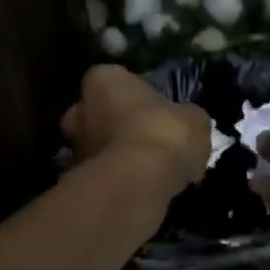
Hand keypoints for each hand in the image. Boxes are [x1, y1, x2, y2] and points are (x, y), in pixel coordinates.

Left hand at [61, 64, 210, 192]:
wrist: (137, 183)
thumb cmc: (164, 135)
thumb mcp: (194, 120)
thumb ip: (185, 117)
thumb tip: (186, 122)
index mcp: (103, 79)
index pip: (117, 81)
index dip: (138, 98)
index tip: (156, 113)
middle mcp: (79, 109)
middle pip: (99, 115)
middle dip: (117, 126)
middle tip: (147, 141)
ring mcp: (75, 147)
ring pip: (98, 147)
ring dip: (117, 156)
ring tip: (147, 171)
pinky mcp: (78, 180)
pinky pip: (103, 175)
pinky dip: (117, 181)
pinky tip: (140, 189)